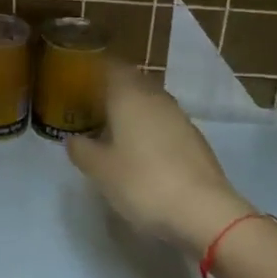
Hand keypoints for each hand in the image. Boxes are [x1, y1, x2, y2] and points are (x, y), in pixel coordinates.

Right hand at [66, 62, 249, 255]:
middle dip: (114, 90)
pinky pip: (165, 122)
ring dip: (134, 110)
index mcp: (128, 95)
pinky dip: (151, 128)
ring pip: (151, 101)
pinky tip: (143, 150)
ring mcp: (179, 116)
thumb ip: (81, 150)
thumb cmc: (142, 182)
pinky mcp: (195, 138)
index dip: (96, 70)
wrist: (203, 211)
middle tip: (95, 107)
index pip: (111, 66)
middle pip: (132, 81)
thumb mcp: (100, 170)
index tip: (81, 81)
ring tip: (117, 130)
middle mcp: (155, 97)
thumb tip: (73, 139)